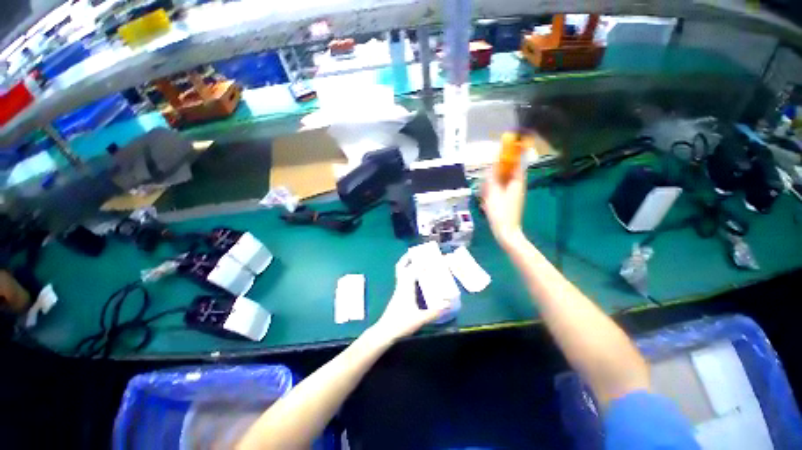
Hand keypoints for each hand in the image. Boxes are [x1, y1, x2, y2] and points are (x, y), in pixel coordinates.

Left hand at [371, 254, 447, 342]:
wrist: (385, 331)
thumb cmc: (401, 323)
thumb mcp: (420, 319)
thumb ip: (434, 312)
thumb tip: (447, 304)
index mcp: (406, 287)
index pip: (413, 270)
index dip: (422, 263)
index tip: (431, 259)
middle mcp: (401, 285)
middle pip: (401, 267)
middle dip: (408, 258)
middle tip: (416, 252)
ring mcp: (398, 289)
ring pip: (401, 272)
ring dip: (407, 264)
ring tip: (417, 261)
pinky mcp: (398, 294)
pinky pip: (403, 278)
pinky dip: (408, 273)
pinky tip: (416, 278)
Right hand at [482, 165, 525, 248]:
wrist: (505, 232)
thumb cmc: (499, 211)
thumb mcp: (493, 192)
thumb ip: (492, 178)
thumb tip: (492, 165)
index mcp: (517, 183)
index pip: (517, 164)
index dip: (510, 157)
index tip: (500, 154)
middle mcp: (517, 187)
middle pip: (509, 173)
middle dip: (497, 173)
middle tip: (486, 176)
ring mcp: (514, 196)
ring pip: (504, 183)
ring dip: (494, 183)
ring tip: (483, 190)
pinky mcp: (509, 203)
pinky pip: (501, 192)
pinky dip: (494, 192)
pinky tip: (485, 199)